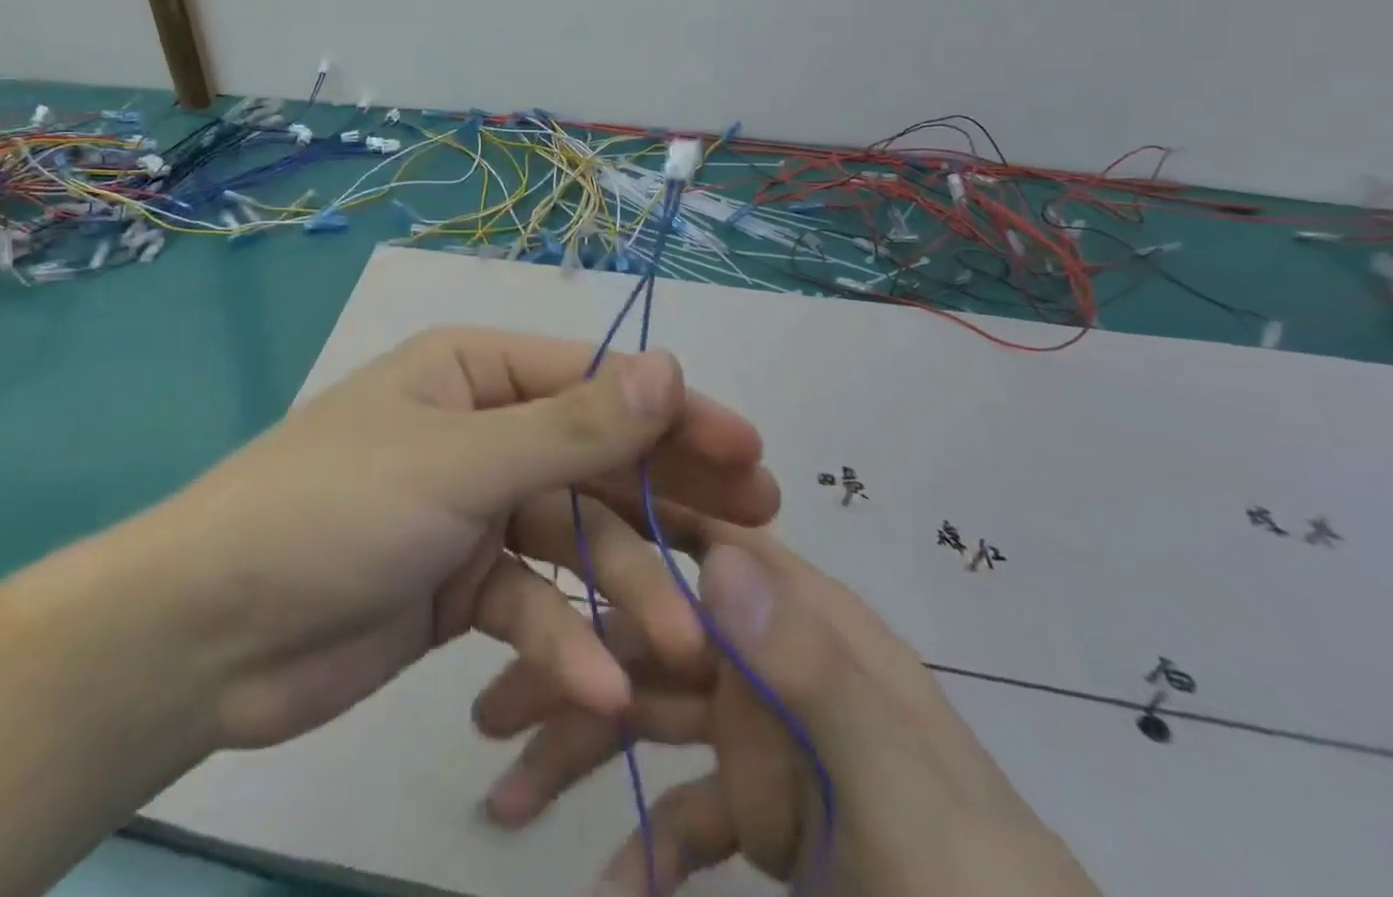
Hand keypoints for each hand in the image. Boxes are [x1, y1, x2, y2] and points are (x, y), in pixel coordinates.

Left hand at [165, 327, 779, 754]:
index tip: (749, 451)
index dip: (672, 414)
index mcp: (472, 374)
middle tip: (756, 532)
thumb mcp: (459, 461)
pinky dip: (563, 642)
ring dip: (624, 593)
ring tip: (683, 647)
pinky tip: (599, 687)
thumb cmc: (336, 510)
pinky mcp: (461, 585)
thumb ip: (571, 426)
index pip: (592, 382)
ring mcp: (472, 510)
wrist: (211, 632)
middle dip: (667, 499)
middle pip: (592, 459)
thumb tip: (670, 367)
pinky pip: (531, 603)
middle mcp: (478, 431)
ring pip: (571, 541)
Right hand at [474, 526, 1101, 896]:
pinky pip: (689, 812)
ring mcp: (774, 742)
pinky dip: (644, 844)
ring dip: (584, 748)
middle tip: (488, 710)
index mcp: (813, 628)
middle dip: (573, 662)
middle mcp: (781, 664)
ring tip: (505, 800)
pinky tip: (606, 888)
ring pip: (656, 714)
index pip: (703, 545)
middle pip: (658, 636)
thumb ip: (813, 674)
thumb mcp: (905, 802)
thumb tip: (714, 559)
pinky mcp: (771, 818)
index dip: (626, 532)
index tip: (542, 536)